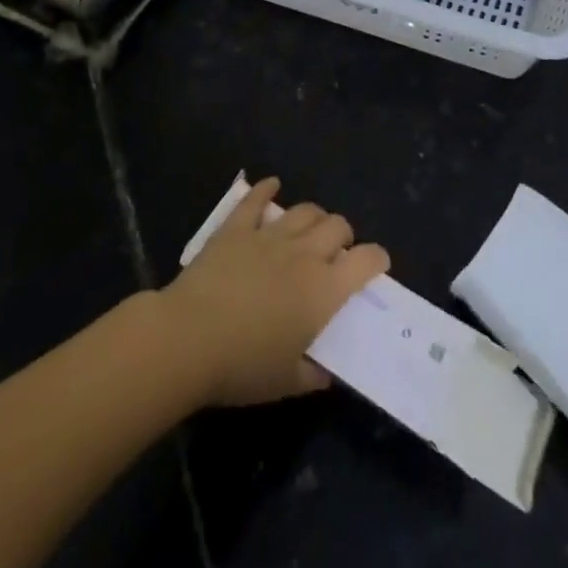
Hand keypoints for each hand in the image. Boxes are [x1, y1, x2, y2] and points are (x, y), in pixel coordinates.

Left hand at [160, 177, 389, 407]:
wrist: (189, 338)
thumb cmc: (243, 366)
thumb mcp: (287, 382)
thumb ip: (313, 373)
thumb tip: (326, 370)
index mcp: (323, 290)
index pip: (365, 261)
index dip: (377, 258)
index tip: (377, 264)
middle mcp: (304, 253)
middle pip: (337, 226)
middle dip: (344, 236)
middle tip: (337, 254)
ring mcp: (269, 235)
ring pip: (305, 210)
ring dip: (314, 217)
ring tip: (310, 229)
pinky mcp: (237, 227)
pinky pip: (256, 199)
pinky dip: (266, 189)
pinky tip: (271, 185)